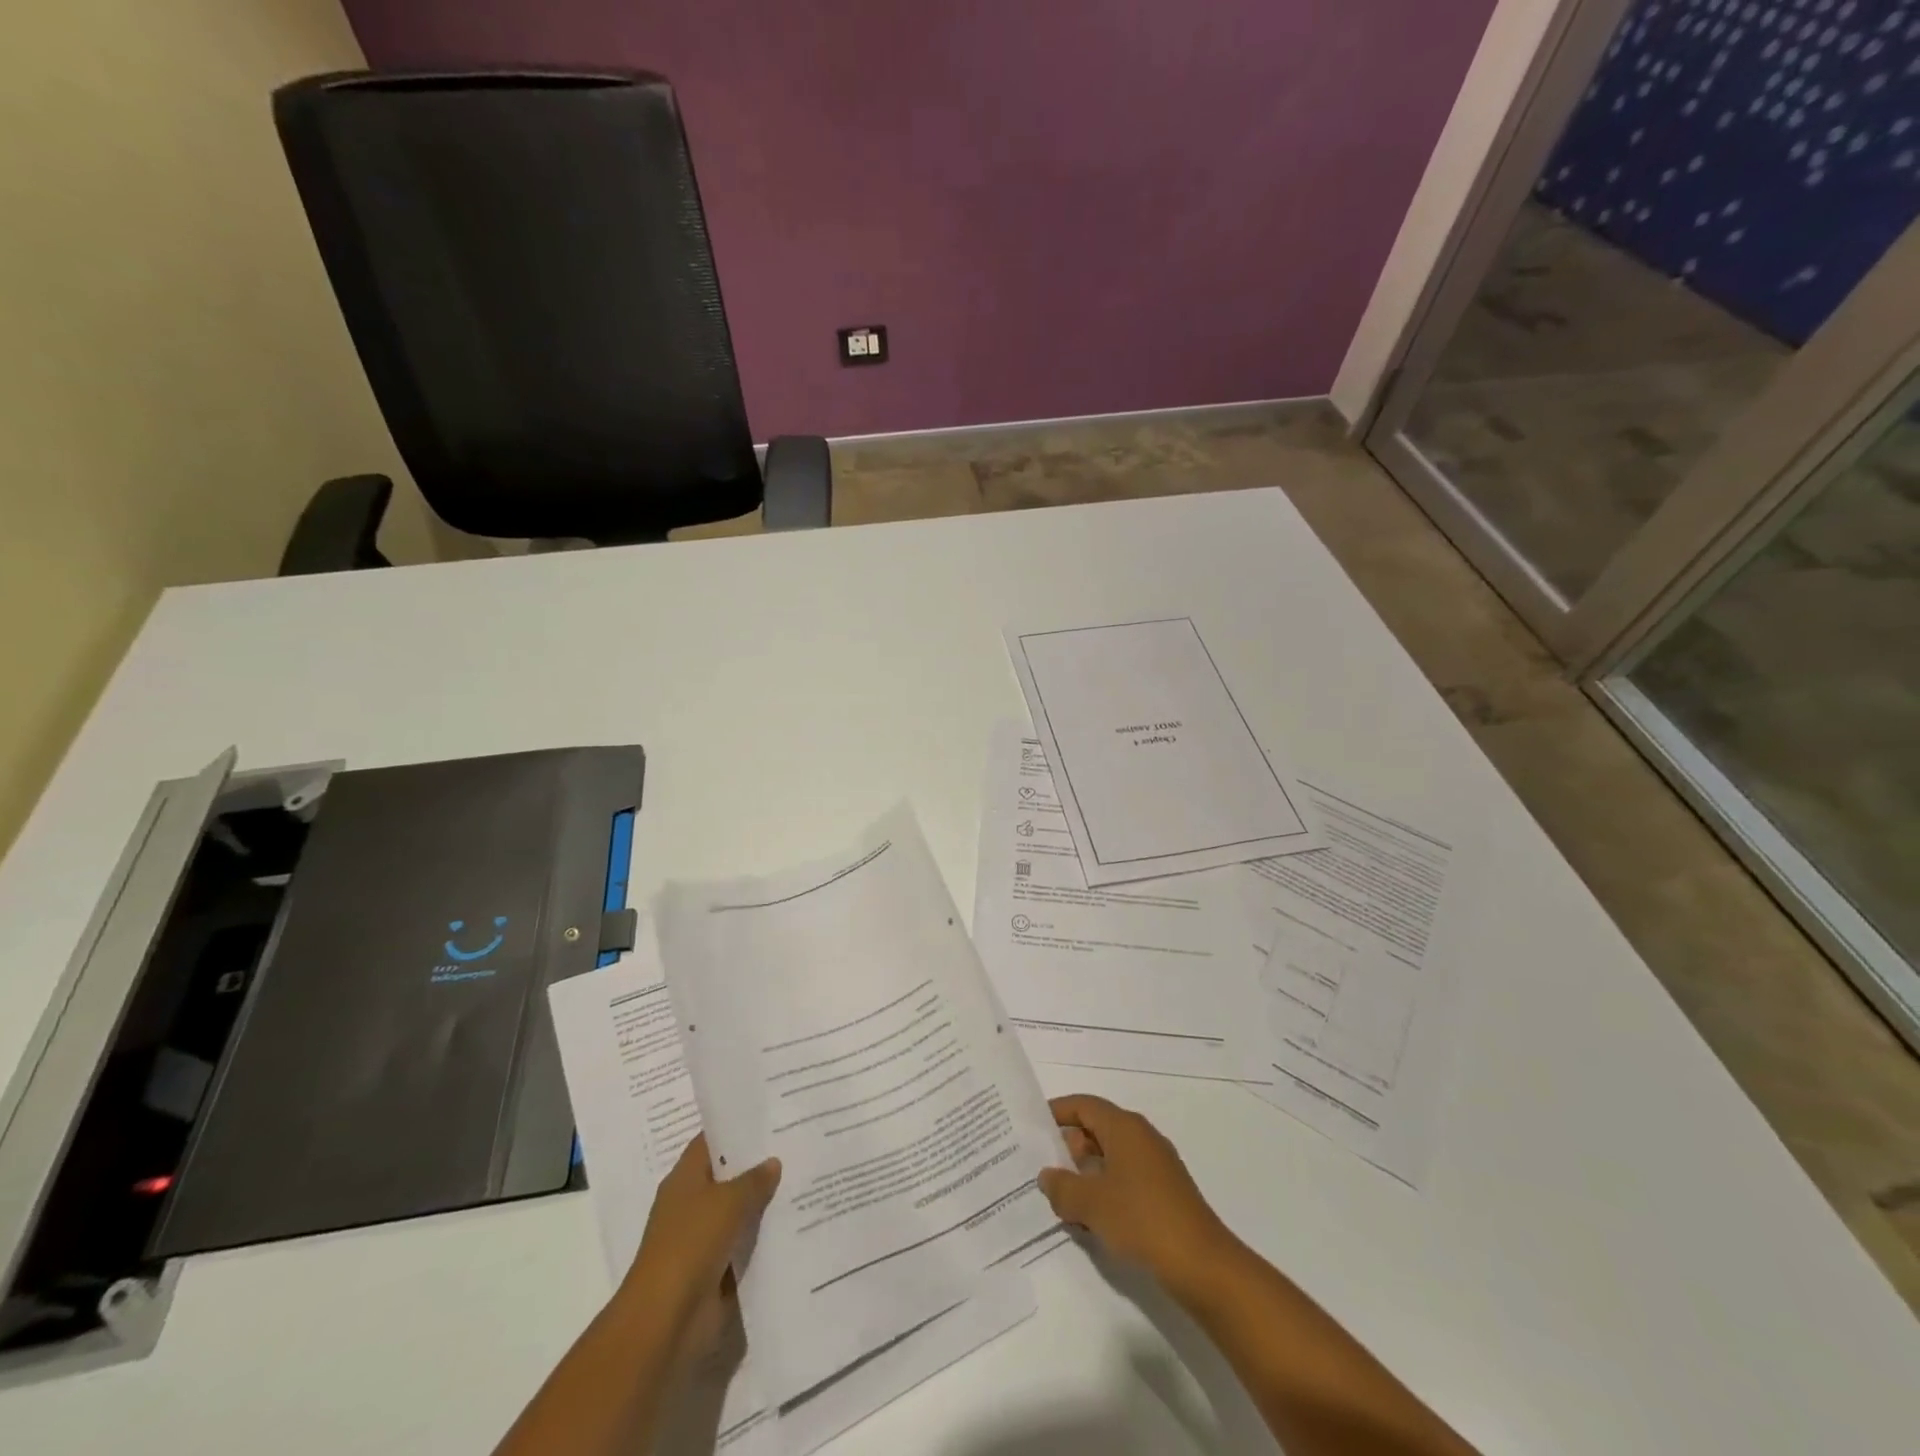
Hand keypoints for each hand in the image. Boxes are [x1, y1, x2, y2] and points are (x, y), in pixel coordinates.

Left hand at [621, 1135, 780, 1357]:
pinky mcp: (715, 1271)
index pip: (712, 1141)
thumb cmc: (691, 1244)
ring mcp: (702, 1239)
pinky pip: (744, 1246)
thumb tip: (773, 1162)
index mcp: (685, 1178)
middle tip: (797, 1144)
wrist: (666, 1321)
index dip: (737, 1127)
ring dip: (764, 1204)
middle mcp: (691, 1204)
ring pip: (739, 1212)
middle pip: (728, 1176)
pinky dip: (764, 1239)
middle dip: (758, 1165)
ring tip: (805, 1180)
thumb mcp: (728, 1201)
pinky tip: (795, 1224)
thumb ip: (754, 1180)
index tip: (771, 1116)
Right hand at [1039, 1095, 1238, 1298]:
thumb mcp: (1091, 1204)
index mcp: (1124, 1127)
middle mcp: (1141, 1137)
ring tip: (1061, 1196)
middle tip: (1042, 1167)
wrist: (1202, 1264)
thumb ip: (1062, 1187)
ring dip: (1086, 1172)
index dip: (1057, 1112)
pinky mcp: (1165, 1192)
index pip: (1084, 1105)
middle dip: (1069, 1146)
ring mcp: (1156, 1165)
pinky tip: (1091, 1218)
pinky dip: (1105, 1188)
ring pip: (1111, 1155)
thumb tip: (1047, 1176)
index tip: (1033, 1125)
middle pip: (1097, 1128)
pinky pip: (1125, 1177)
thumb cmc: (1142, 1219)